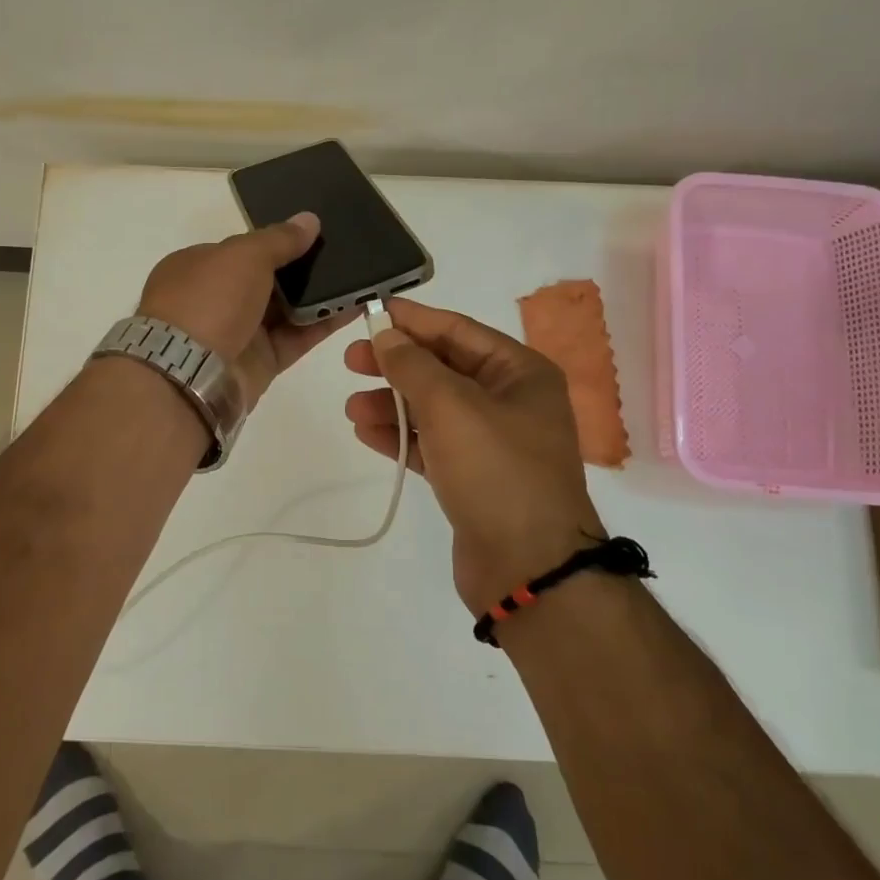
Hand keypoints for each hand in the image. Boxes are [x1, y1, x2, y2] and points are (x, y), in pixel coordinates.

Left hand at [137, 212, 354, 410]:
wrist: (189, 372)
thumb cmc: (209, 299)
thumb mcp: (244, 255)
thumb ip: (279, 239)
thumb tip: (309, 220)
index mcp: (197, 268)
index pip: (240, 251)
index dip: (274, 242)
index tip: (311, 236)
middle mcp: (215, 300)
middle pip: (265, 281)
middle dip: (301, 270)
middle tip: (344, 254)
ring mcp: (238, 333)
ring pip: (285, 310)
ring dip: (319, 296)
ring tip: (358, 276)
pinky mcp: (261, 362)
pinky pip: (297, 337)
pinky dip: (324, 323)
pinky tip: (355, 306)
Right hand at [343, 299, 605, 615]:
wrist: (528, 568)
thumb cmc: (496, 470)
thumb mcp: (451, 406)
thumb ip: (413, 365)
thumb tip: (387, 335)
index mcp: (521, 373)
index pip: (458, 331)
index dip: (413, 320)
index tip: (372, 312)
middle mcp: (511, 402)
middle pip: (444, 369)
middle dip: (397, 365)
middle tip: (351, 361)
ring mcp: (494, 443)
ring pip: (434, 410)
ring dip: (392, 404)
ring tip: (351, 407)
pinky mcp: (474, 479)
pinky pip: (432, 446)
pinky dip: (402, 437)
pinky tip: (366, 432)